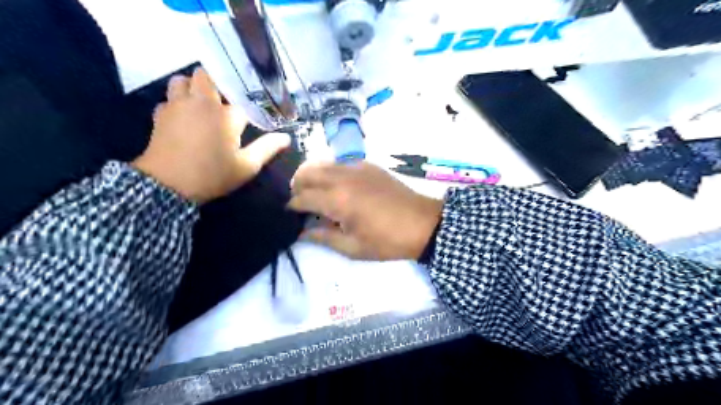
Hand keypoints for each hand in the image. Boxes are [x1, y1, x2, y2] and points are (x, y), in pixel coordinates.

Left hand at [132, 68, 288, 203]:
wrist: (168, 186)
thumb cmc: (213, 174)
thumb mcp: (247, 166)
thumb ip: (267, 148)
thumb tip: (286, 137)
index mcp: (225, 114)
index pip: (241, 102)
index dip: (248, 109)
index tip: (252, 119)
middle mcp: (200, 102)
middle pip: (206, 76)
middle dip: (215, 85)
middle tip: (224, 103)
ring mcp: (177, 106)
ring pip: (181, 81)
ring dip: (192, 88)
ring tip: (201, 105)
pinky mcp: (160, 115)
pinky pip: (168, 99)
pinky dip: (176, 104)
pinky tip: (183, 119)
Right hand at [289, 160, 445, 259]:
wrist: (423, 224)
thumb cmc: (387, 241)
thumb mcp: (353, 247)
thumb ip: (323, 238)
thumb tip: (302, 232)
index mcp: (338, 200)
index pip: (303, 196)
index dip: (292, 205)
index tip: (289, 213)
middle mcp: (343, 177)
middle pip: (307, 172)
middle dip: (297, 185)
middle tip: (300, 202)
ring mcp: (357, 167)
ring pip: (323, 163)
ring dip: (313, 176)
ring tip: (316, 193)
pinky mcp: (369, 165)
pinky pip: (340, 163)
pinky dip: (331, 172)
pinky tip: (339, 187)